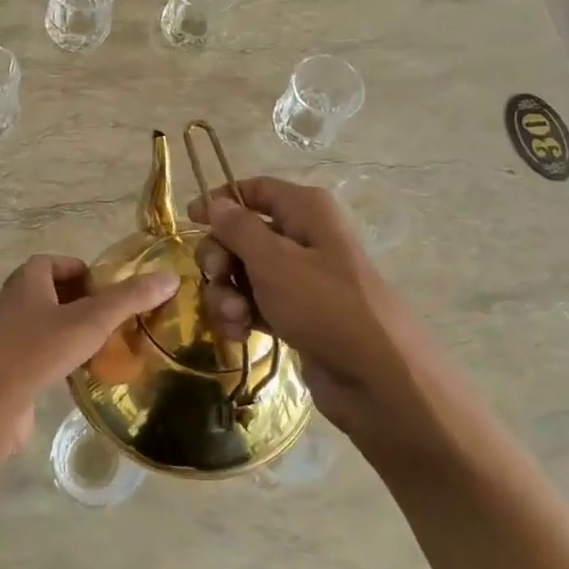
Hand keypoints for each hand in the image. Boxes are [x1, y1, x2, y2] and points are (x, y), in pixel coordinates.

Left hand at [0, 255, 178, 451]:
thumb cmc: (38, 349)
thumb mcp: (91, 320)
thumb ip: (130, 299)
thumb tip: (170, 277)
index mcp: (26, 280)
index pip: (54, 262)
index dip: (81, 271)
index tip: (107, 289)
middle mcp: (11, 301)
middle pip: (48, 292)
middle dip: (78, 302)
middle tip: (108, 317)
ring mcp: (3, 336)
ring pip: (41, 324)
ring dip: (67, 331)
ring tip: (99, 346)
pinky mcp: (2, 368)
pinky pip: (34, 353)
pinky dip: (55, 357)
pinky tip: (76, 374)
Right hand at [188, 177, 444, 439]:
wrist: (378, 378)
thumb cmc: (324, 306)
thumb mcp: (273, 260)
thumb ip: (238, 228)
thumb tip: (216, 202)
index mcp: (306, 210)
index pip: (255, 189)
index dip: (221, 201)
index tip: (191, 221)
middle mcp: (304, 237)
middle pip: (242, 234)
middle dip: (221, 258)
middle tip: (218, 278)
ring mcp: (301, 278)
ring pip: (244, 273)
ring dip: (228, 293)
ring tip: (235, 319)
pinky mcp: (297, 314)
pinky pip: (256, 303)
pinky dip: (242, 316)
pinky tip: (240, 334)